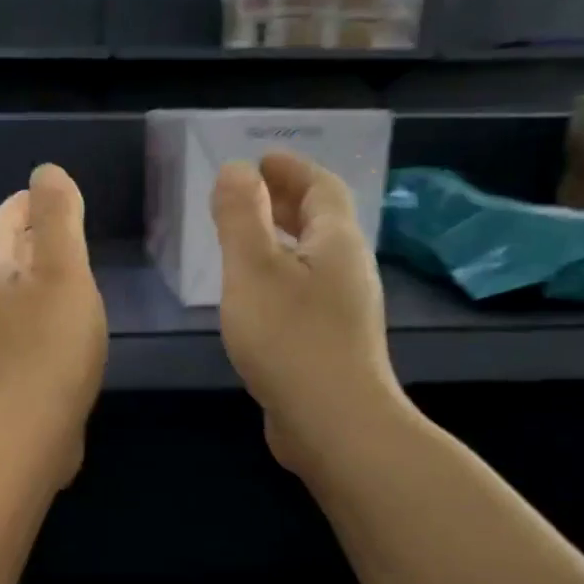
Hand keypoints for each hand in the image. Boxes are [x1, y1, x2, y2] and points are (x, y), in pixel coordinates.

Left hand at [0, 163, 108, 486]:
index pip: (0, 222)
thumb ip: (57, 217)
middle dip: (30, 237)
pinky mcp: (6, 372)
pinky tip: (68, 324)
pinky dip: (43, 311)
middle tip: (66, 228)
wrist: (25, 435)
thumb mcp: (62, 271)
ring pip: (12, 293)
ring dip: (37, 276)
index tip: (51, 196)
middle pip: (2, 256)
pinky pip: (24, 326)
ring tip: (72, 272)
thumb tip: (46, 172)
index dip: (25, 204)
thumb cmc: (48, 346)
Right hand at [211, 152, 405, 482]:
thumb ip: (240, 216)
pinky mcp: (332, 343)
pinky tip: (255, 294)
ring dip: (281, 238)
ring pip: (312, 258)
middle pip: (320, 221)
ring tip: (245, 239)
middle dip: (286, 200)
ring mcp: (344, 310)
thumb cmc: (290, 338)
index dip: (291, 169)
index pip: (321, 188)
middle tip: (248, 192)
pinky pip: (305, 290)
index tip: (261, 159)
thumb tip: (236, 170)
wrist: (334, 424)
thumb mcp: (253, 269)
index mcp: (335, 242)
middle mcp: (347, 270)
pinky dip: (280, 274)